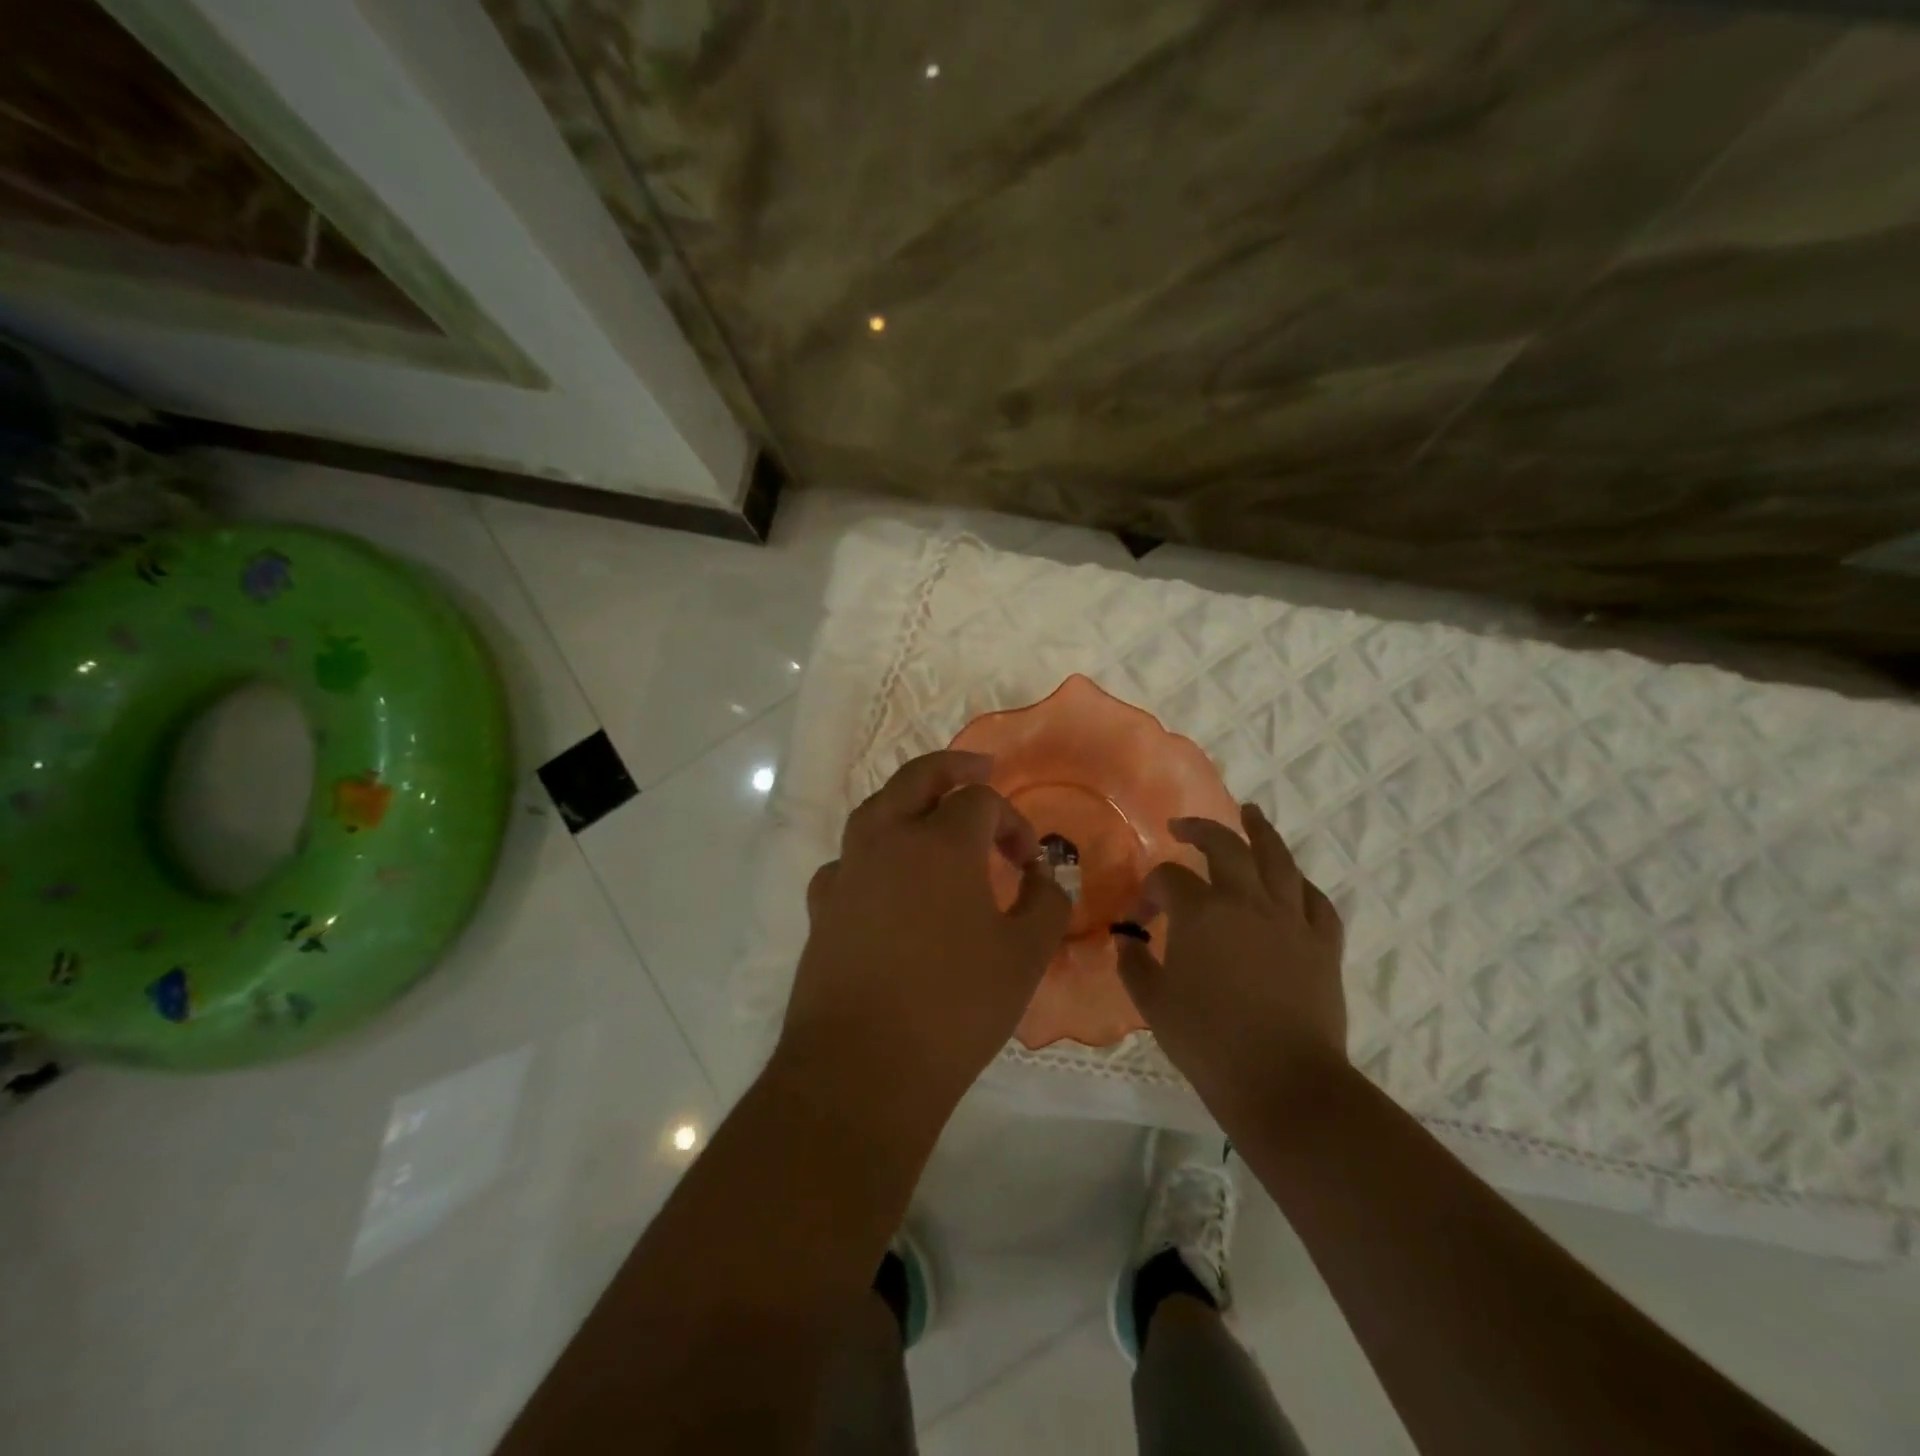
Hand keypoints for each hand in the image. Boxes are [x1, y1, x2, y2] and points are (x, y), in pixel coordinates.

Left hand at [781, 750, 1071, 1116]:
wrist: (861, 1067)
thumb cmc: (954, 1006)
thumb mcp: (1024, 956)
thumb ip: (1047, 904)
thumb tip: (1045, 878)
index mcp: (940, 842)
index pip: (981, 801)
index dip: (1013, 821)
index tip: (1030, 862)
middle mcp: (887, 840)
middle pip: (918, 777)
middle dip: (954, 767)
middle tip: (980, 768)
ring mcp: (848, 870)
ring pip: (876, 809)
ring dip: (908, 801)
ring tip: (933, 816)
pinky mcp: (822, 906)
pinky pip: (850, 859)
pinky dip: (874, 853)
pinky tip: (886, 880)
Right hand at [1115, 803, 1347, 1119]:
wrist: (1283, 1083)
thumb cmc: (1208, 1042)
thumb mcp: (1154, 1003)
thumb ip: (1133, 965)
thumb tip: (1126, 942)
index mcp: (1202, 913)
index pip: (1168, 879)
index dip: (1149, 890)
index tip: (1139, 916)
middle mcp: (1247, 902)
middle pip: (1226, 847)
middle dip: (1201, 830)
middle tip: (1183, 826)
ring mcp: (1291, 920)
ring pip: (1279, 860)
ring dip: (1261, 831)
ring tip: (1251, 813)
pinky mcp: (1323, 945)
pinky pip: (1316, 901)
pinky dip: (1301, 884)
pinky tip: (1293, 881)